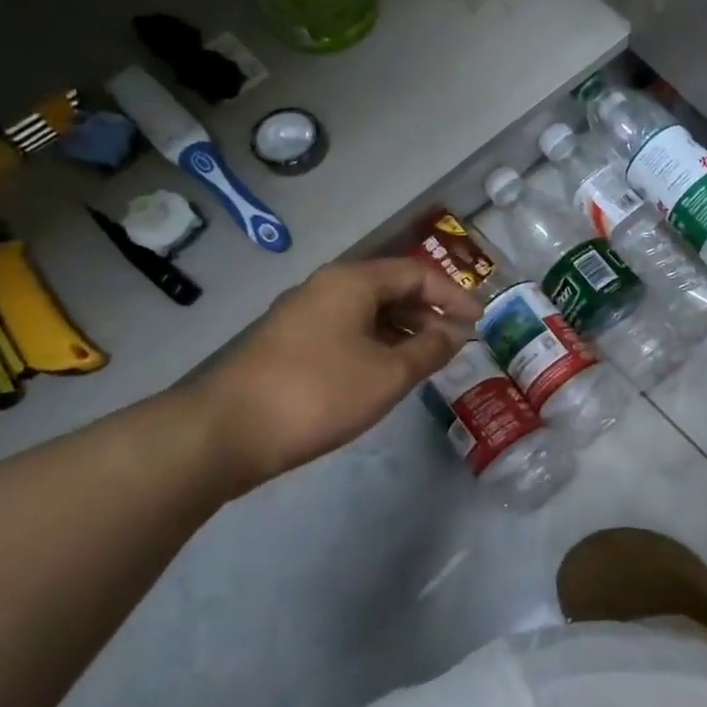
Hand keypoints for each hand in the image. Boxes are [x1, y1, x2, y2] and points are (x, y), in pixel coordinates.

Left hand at [191, 258, 480, 487]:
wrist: (226, 432)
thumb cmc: (319, 394)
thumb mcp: (388, 374)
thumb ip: (430, 349)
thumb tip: (456, 333)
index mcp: (352, 282)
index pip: (417, 274)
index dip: (454, 295)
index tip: (480, 322)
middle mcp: (327, 288)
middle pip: (392, 289)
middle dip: (430, 312)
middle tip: (457, 341)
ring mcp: (304, 315)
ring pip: (369, 312)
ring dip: (405, 331)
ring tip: (429, 360)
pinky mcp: (291, 344)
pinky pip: (348, 331)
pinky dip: (378, 345)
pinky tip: (388, 372)